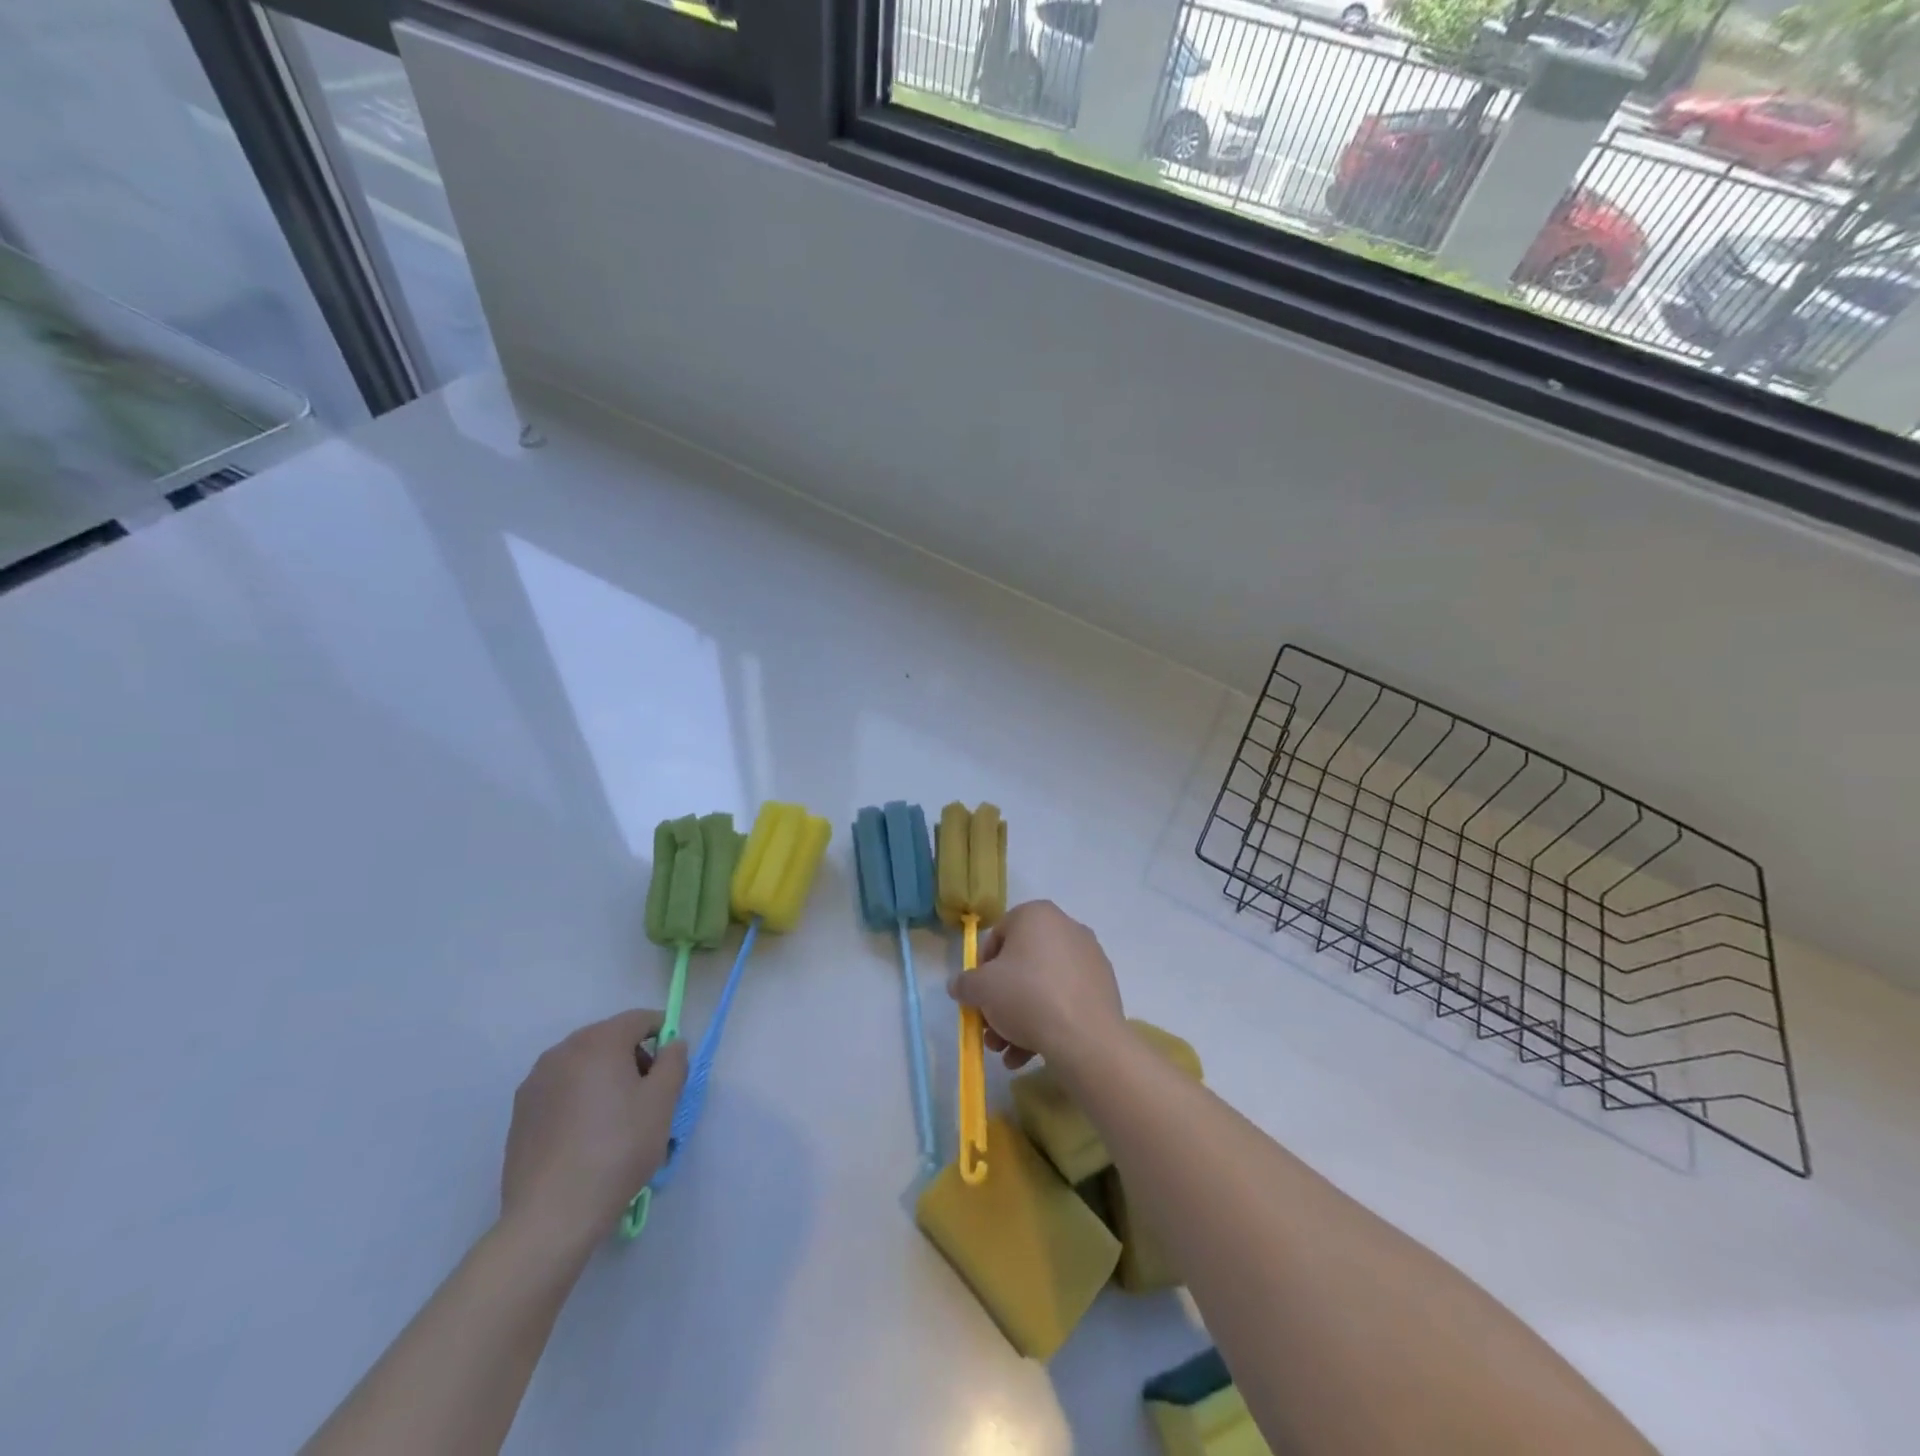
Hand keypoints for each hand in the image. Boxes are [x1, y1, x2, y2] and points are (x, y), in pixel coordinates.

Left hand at [500, 1009, 686, 1255]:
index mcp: (599, 1041)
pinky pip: (561, 1089)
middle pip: (609, 1038)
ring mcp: (535, 1082)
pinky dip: (579, 1099)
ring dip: (605, 1078)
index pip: (640, 1019)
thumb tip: (672, 1044)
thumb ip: (674, 1062)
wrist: (552, 1215)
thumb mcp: (663, 1102)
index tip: (670, 1069)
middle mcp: (562, 1051)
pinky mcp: (520, 1113)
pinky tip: (586, 1137)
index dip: (662, 1036)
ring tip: (616, 1121)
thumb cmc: (617, 1149)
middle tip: (647, 1098)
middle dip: (633, 1058)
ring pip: (583, 1065)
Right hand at [949, 900, 1126, 1072]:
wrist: (1086, 1037)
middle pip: (1021, 966)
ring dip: (1019, 1019)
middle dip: (1001, 1002)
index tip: (978, 997)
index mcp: (1037, 914)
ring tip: (1007, 1052)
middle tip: (990, 1031)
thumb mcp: (981, 989)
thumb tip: (960, 985)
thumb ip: (965, 983)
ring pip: (1042, 987)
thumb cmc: (1027, 997)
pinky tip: (1030, 1054)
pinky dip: (1046, 1023)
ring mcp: (1089, 958)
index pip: (998, 936)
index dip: (982, 969)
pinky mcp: (1103, 988)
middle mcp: (1067, 928)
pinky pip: (1065, 1000)